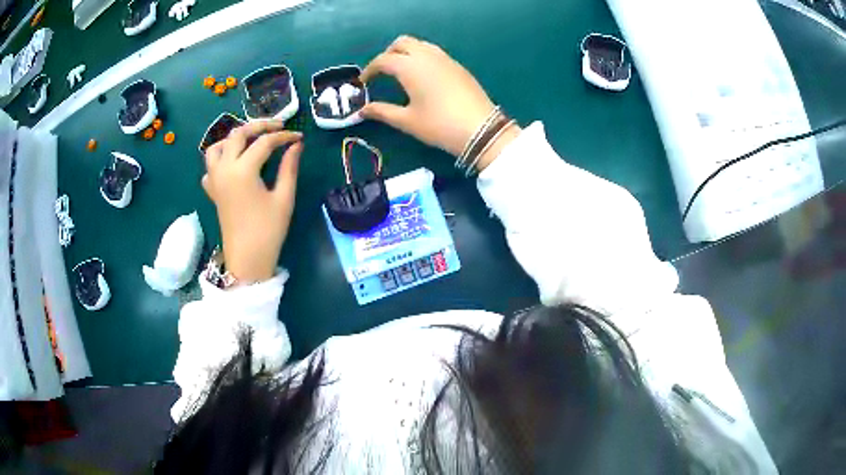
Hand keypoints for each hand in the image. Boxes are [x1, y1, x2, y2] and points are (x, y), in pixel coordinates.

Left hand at [202, 120, 303, 284]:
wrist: (247, 259)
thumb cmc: (268, 231)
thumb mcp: (283, 198)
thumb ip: (289, 167)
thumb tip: (296, 145)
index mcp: (243, 170)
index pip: (264, 142)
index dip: (283, 137)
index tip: (298, 137)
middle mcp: (224, 169)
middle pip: (238, 134)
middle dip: (259, 126)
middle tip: (277, 127)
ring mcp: (215, 180)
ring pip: (216, 147)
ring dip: (233, 139)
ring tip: (250, 141)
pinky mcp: (212, 191)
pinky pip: (210, 167)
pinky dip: (220, 158)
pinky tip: (233, 164)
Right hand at [360, 35, 519, 171]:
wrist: (481, 129)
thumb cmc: (439, 125)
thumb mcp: (407, 121)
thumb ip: (382, 112)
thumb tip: (362, 111)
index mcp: (410, 67)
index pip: (383, 60)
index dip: (370, 69)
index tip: (364, 82)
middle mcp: (426, 56)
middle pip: (402, 43)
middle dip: (388, 53)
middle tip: (382, 72)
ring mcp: (445, 58)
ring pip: (420, 44)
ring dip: (406, 52)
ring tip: (401, 72)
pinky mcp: (457, 65)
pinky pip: (434, 52)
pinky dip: (422, 56)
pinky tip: (423, 76)